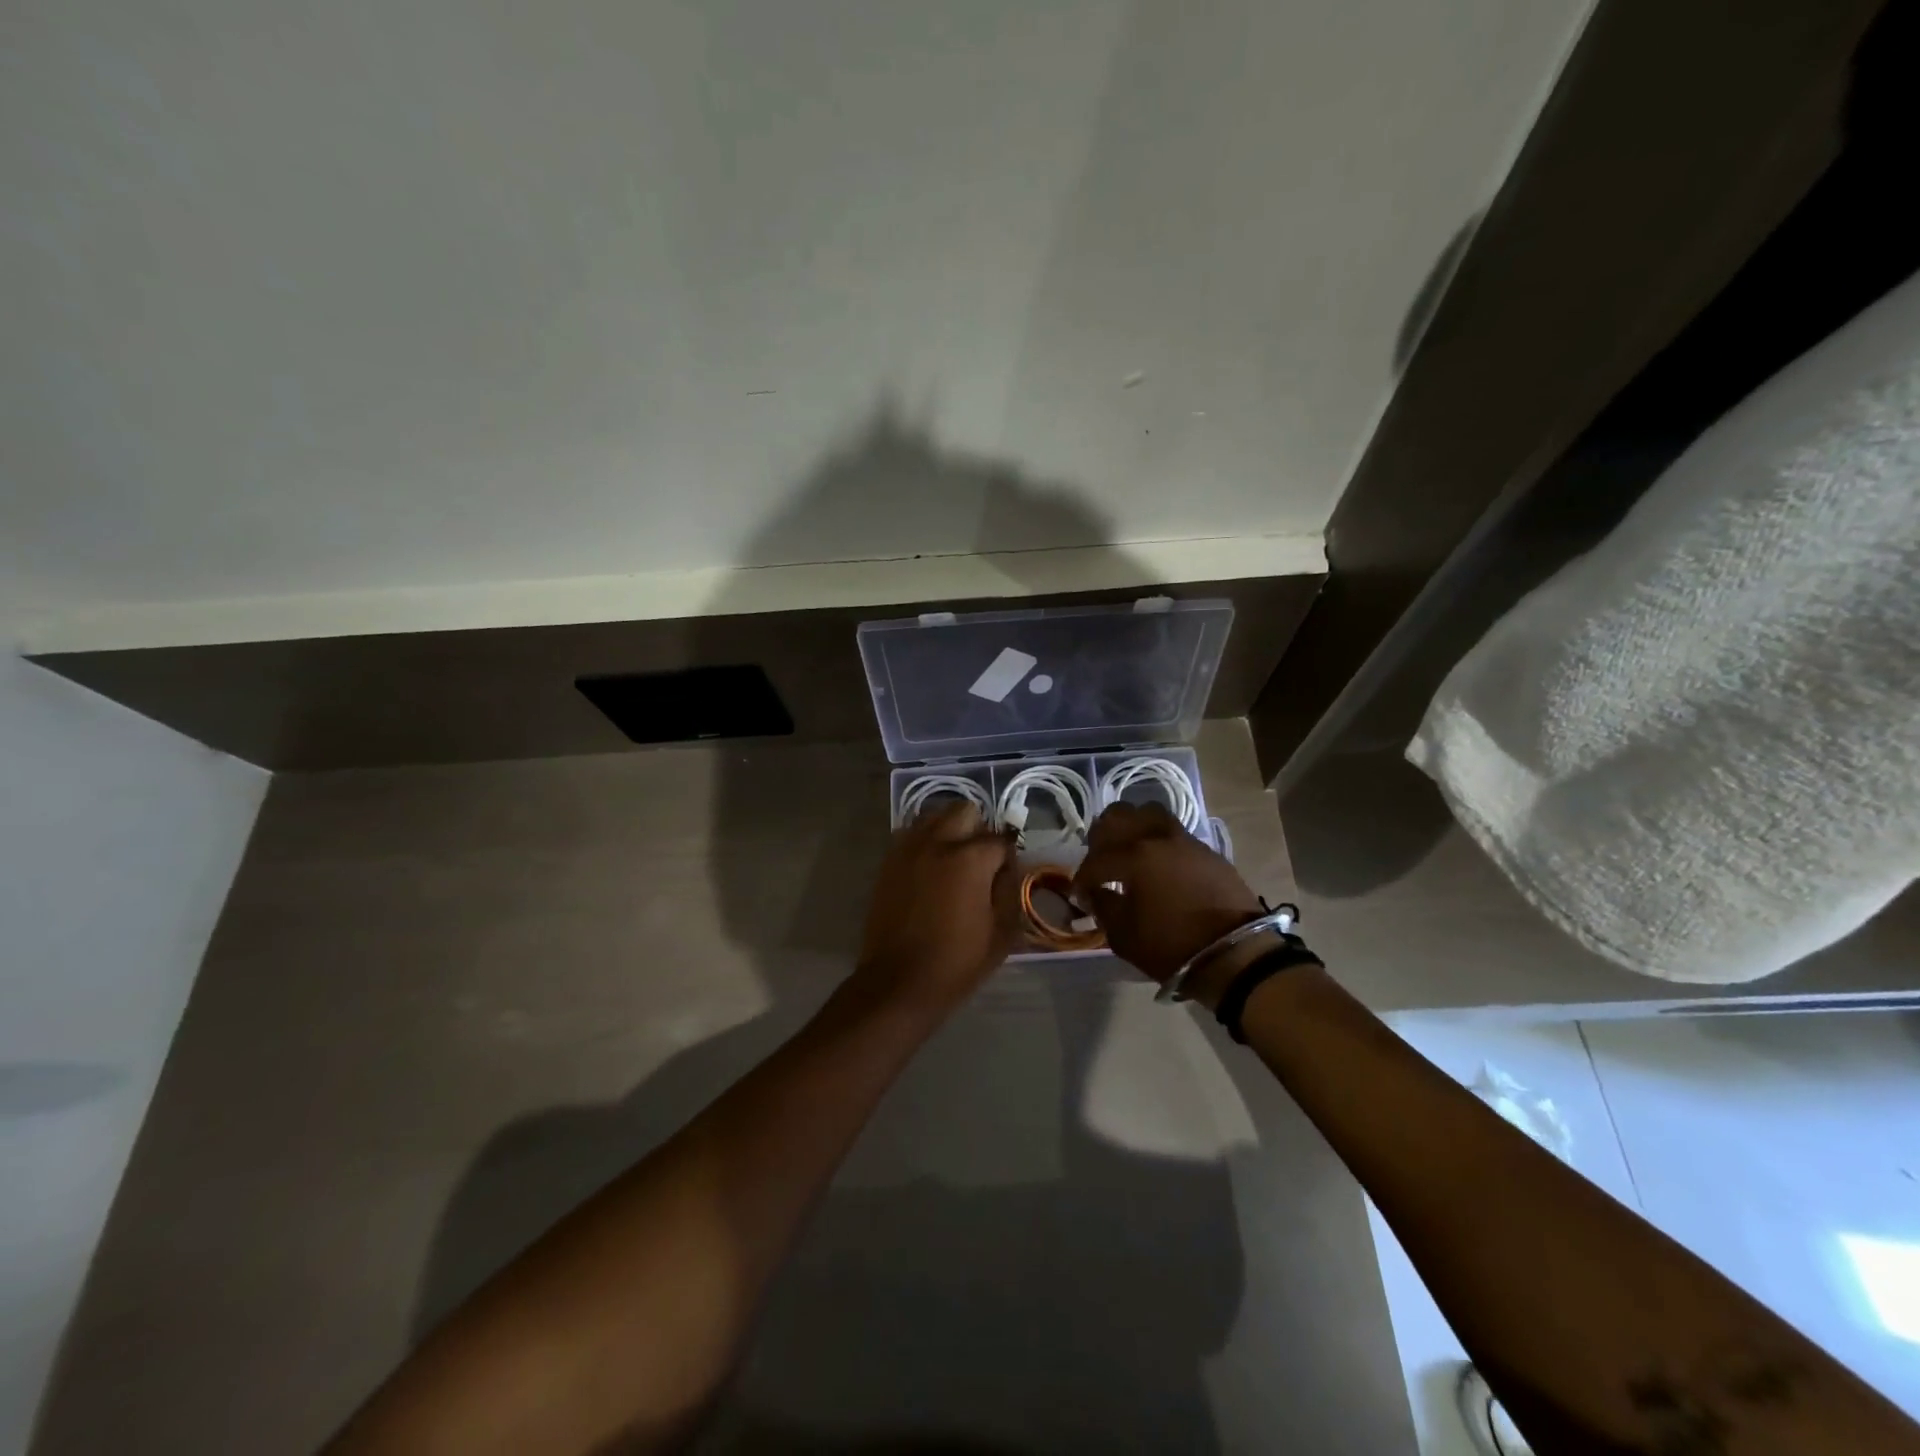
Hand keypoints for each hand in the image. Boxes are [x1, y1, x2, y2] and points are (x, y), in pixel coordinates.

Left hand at [850, 800, 1020, 1015]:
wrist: (899, 982)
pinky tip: (930, 868)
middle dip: (978, 829)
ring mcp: (908, 850)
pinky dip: (924, 842)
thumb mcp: (1002, 933)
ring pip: (933, 815)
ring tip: (954, 859)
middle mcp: (937, 843)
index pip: (999, 840)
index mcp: (970, 859)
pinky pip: (910, 835)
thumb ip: (1010, 891)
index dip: (1008, 857)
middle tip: (981, 859)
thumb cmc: (957, 962)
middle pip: (964, 810)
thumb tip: (1007, 869)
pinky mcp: (888, 863)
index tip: (1007, 875)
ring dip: (949, 829)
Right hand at [1071, 801, 1264, 1000]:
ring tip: (1129, 851)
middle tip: (1100, 860)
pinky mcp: (1208, 851)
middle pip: (1120, 816)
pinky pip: (1174, 833)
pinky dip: (1158, 841)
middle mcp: (1158, 838)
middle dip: (1102, 836)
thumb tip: (1095, 893)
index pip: (1096, 859)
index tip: (1080, 894)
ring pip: (1150, 814)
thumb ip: (1103, 907)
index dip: (1082, 877)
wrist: (1235, 954)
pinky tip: (1158, 864)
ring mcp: (1186, 840)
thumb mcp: (1124, 935)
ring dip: (1133, 828)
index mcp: (1134, 857)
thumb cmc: (1172, 947)